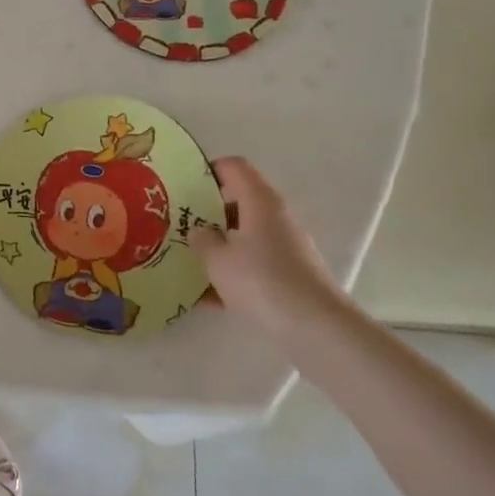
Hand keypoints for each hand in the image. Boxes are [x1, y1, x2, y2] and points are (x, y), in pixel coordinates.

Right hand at [193, 157, 345, 327]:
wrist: (316, 328)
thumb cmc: (262, 280)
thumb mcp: (217, 259)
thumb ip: (202, 239)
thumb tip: (199, 231)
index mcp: (259, 201)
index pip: (233, 167)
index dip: (207, 170)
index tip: (182, 185)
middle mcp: (275, 217)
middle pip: (238, 201)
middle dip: (207, 211)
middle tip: (178, 222)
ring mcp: (285, 246)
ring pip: (244, 235)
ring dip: (218, 243)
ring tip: (187, 257)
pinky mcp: (289, 274)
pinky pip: (253, 264)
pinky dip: (231, 272)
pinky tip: (205, 296)